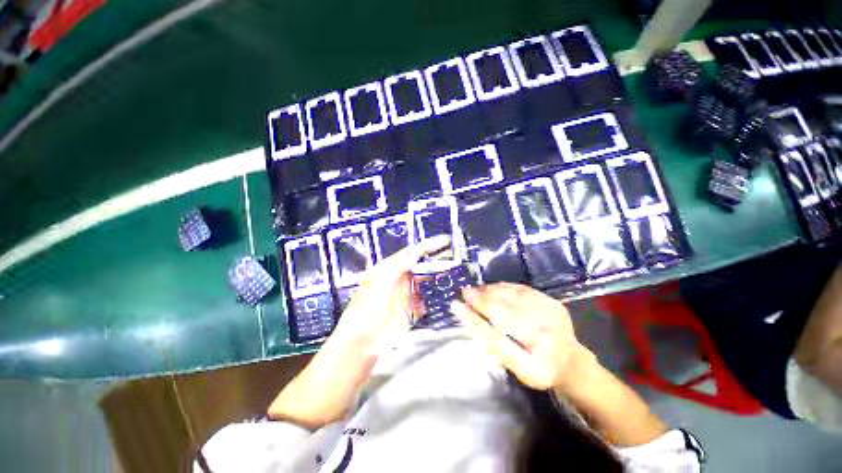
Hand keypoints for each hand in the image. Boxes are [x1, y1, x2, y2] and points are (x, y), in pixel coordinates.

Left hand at [268, 236, 450, 429]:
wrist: (361, 344)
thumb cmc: (367, 310)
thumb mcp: (380, 283)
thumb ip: (398, 266)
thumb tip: (415, 251)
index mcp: (388, 268)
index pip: (411, 252)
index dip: (428, 245)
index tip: (446, 241)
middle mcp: (398, 278)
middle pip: (420, 265)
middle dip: (436, 259)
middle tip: (455, 256)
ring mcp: (404, 294)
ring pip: (424, 281)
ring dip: (437, 277)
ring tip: (455, 272)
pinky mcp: (409, 310)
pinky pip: (425, 299)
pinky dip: (434, 296)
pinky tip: (445, 294)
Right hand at [451, 283, 590, 390]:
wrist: (570, 362)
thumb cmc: (540, 370)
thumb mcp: (516, 368)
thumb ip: (493, 344)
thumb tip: (468, 320)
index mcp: (539, 351)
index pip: (500, 326)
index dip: (477, 314)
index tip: (457, 304)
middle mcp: (548, 326)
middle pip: (506, 307)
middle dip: (482, 298)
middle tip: (465, 293)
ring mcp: (551, 310)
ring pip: (512, 295)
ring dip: (491, 290)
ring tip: (476, 291)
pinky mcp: (551, 301)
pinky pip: (522, 289)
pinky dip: (503, 287)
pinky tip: (492, 288)